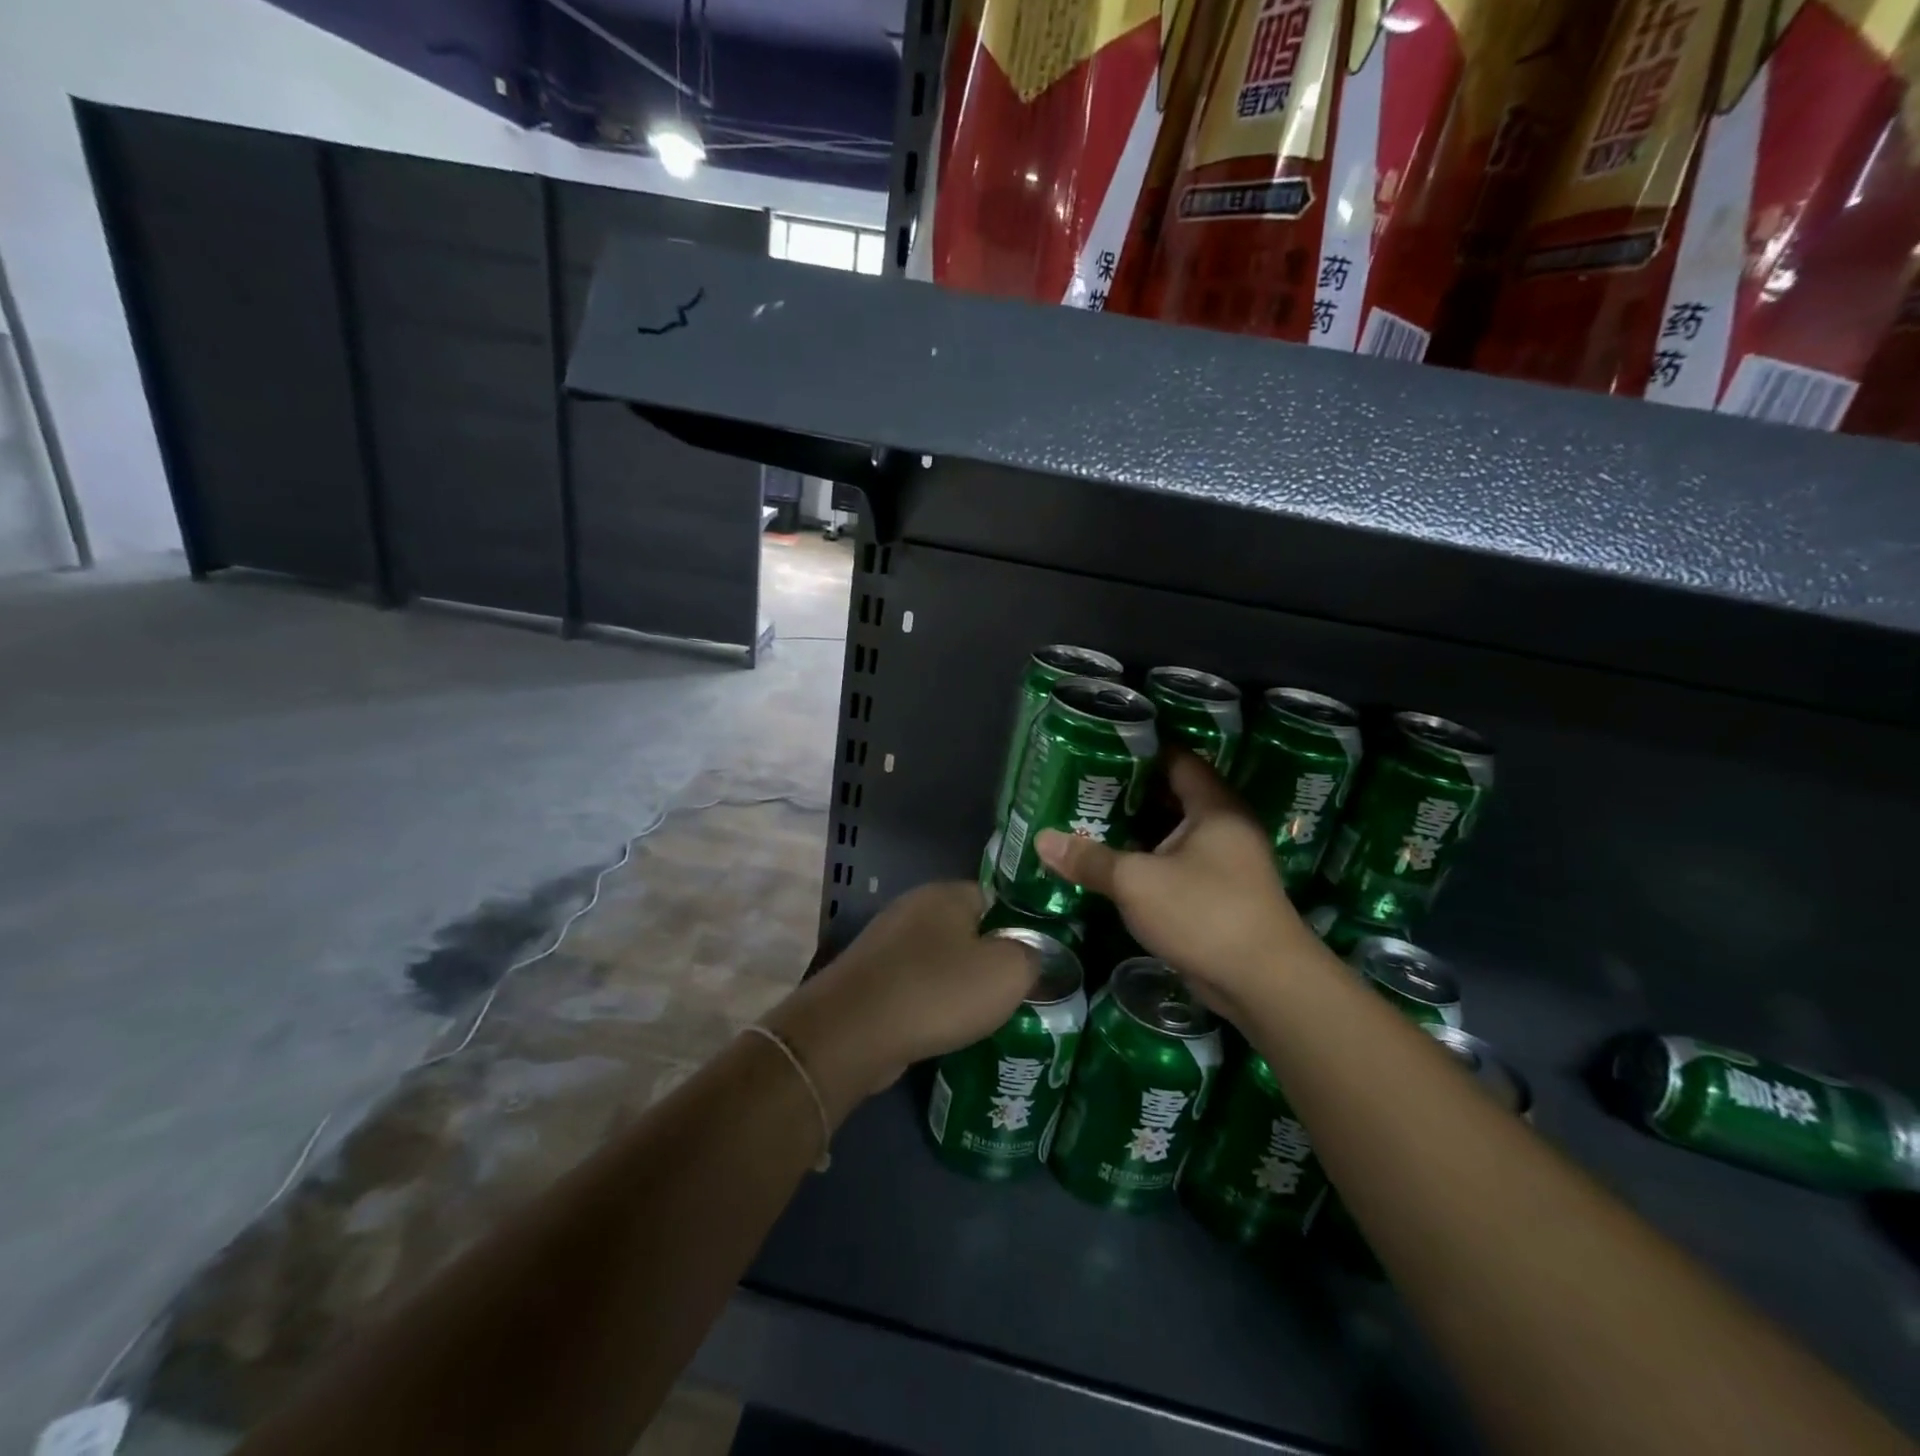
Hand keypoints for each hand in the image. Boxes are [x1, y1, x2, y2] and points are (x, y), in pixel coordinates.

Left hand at [762, 882, 1037, 1122]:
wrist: (853, 1032)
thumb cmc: (937, 991)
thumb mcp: (1008, 972)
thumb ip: (1033, 956)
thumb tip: (1035, 954)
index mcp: (947, 893)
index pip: (998, 898)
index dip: (1020, 927)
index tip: (1036, 961)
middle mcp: (913, 907)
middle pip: (967, 929)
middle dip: (989, 958)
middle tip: (1015, 992)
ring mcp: (886, 942)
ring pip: (939, 959)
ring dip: (958, 984)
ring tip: (983, 1016)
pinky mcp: (869, 976)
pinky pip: (914, 983)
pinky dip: (930, 1002)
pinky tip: (943, 1028)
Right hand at [1036, 752, 1318, 1013]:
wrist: (1264, 984)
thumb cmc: (1204, 913)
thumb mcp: (1136, 882)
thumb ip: (1089, 859)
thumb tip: (1041, 839)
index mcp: (1214, 807)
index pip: (1177, 759)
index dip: (1140, 751)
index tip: (1099, 747)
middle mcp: (1224, 827)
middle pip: (1172, 795)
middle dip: (1129, 791)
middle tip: (1084, 785)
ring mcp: (1225, 862)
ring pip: (1173, 833)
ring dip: (1137, 829)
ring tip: (1089, 819)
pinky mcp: (1218, 894)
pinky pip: (1177, 863)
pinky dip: (1148, 859)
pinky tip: (1113, 862)